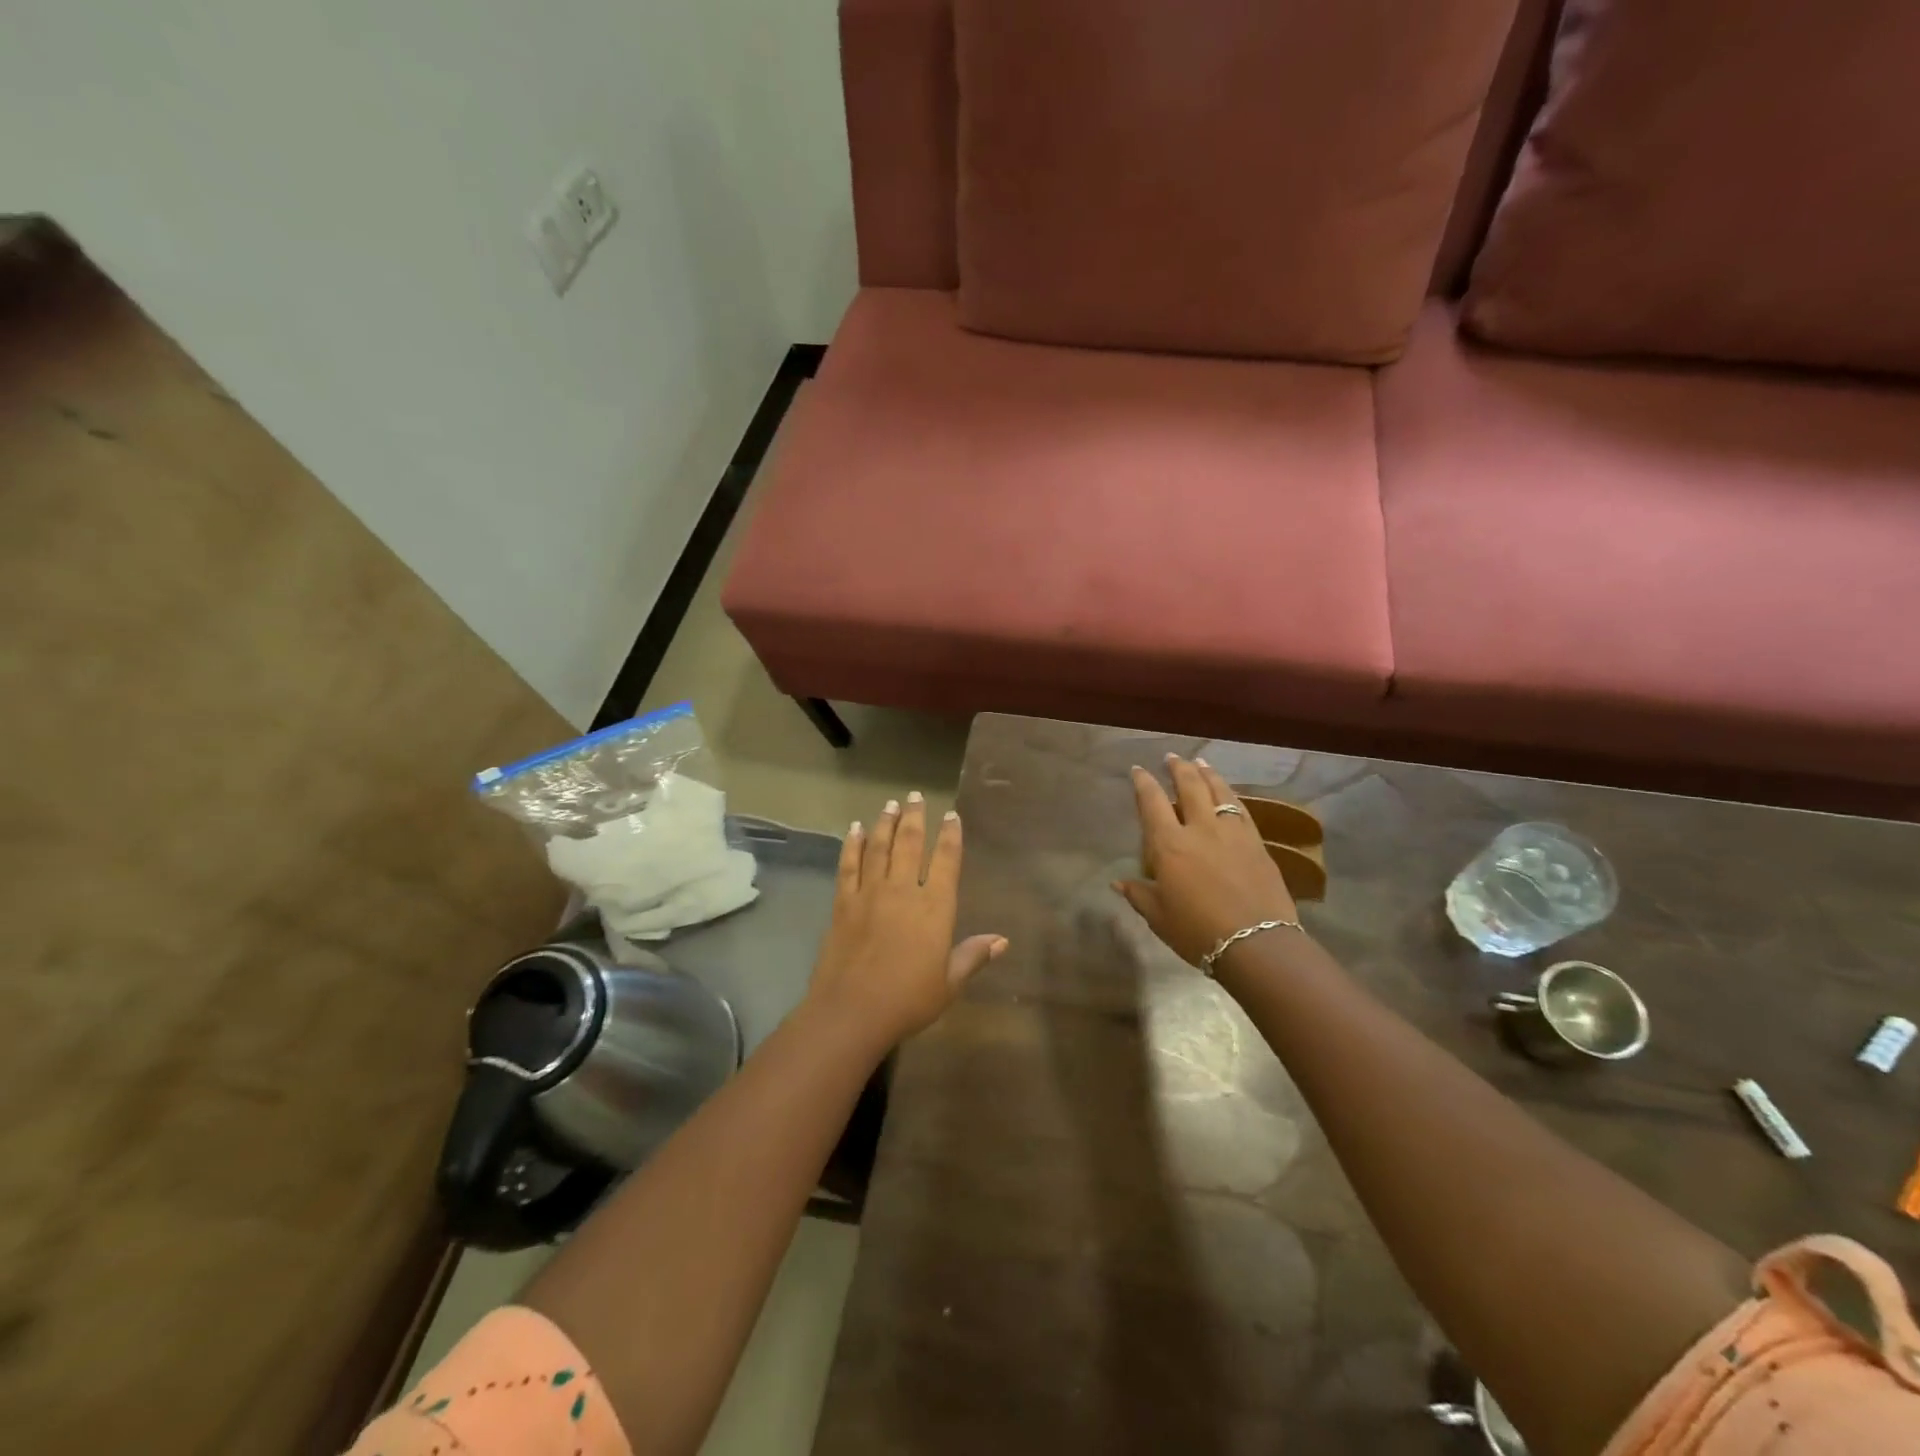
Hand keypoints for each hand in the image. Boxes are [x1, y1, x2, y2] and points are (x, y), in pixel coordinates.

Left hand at [805, 793, 1006, 1052]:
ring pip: (879, 848)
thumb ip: (973, 956)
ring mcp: (870, 894)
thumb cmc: (908, 1000)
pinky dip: (851, 845)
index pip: (946, 861)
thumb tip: (1003, 940)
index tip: (951, 815)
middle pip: (910, 844)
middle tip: (916, 796)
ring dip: (885, 823)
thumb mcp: (949, 983)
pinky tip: (854, 829)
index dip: (950, 836)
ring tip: (891, 804)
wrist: (852, 1010)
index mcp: (934, 908)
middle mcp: (903, 891)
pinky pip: (848, 866)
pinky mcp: (843, 903)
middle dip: (915, 818)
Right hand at [1114, 754, 1298, 966]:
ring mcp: (1232, 832)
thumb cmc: (1198, 932)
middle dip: (1178, 768)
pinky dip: (1230, 794)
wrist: (1257, 944)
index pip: (1152, 803)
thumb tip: (1118, 883)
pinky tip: (1228, 794)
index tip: (1138, 770)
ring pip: (1219, 791)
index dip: (1143, 783)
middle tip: (1172, 757)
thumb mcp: (1159, 917)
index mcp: (1169, 845)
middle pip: (1189, 786)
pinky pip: (1241, 808)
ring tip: (1201, 763)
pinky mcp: (1257, 842)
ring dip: (1207, 773)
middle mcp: (1200, 829)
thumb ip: (1139, 894)